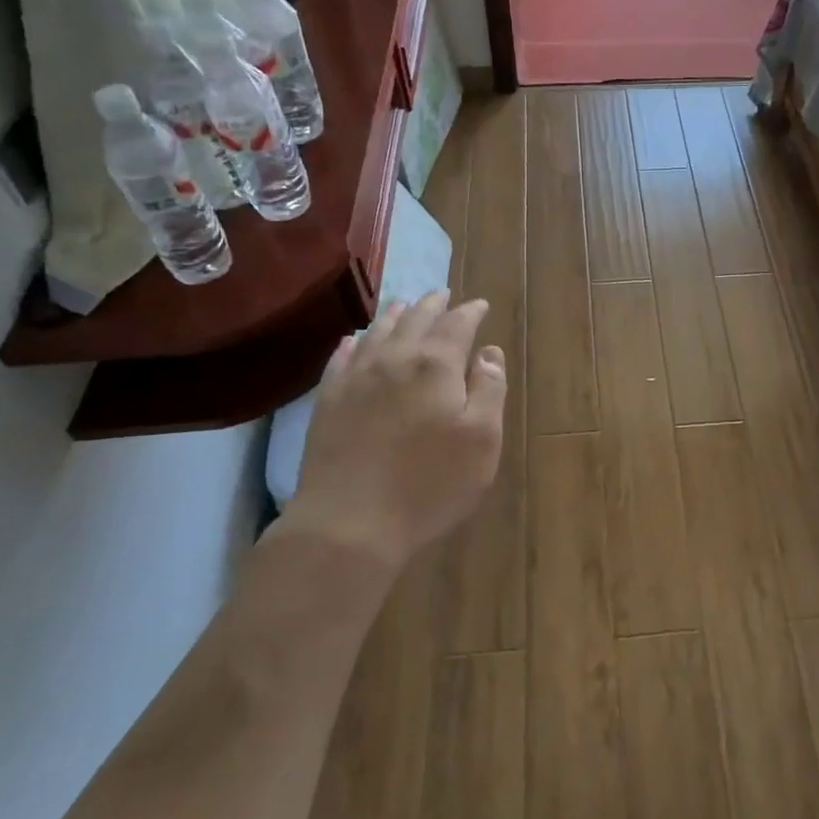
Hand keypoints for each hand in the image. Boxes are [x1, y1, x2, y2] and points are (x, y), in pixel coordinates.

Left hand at [287, 292, 507, 569]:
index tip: (480, 305)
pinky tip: (354, 340)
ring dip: (394, 315)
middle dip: (432, 305)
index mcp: (436, 365)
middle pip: (415, 320)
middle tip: (442, 295)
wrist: (349, 523)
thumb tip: (490, 352)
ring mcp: (355, 379)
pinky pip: (341, 359)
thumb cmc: (429, 484)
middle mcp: (394, 359)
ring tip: (403, 305)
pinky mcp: (327, 402)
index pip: (457, 325)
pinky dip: (353, 343)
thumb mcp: (482, 441)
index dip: (471, 312)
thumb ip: (490, 389)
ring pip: (377, 332)